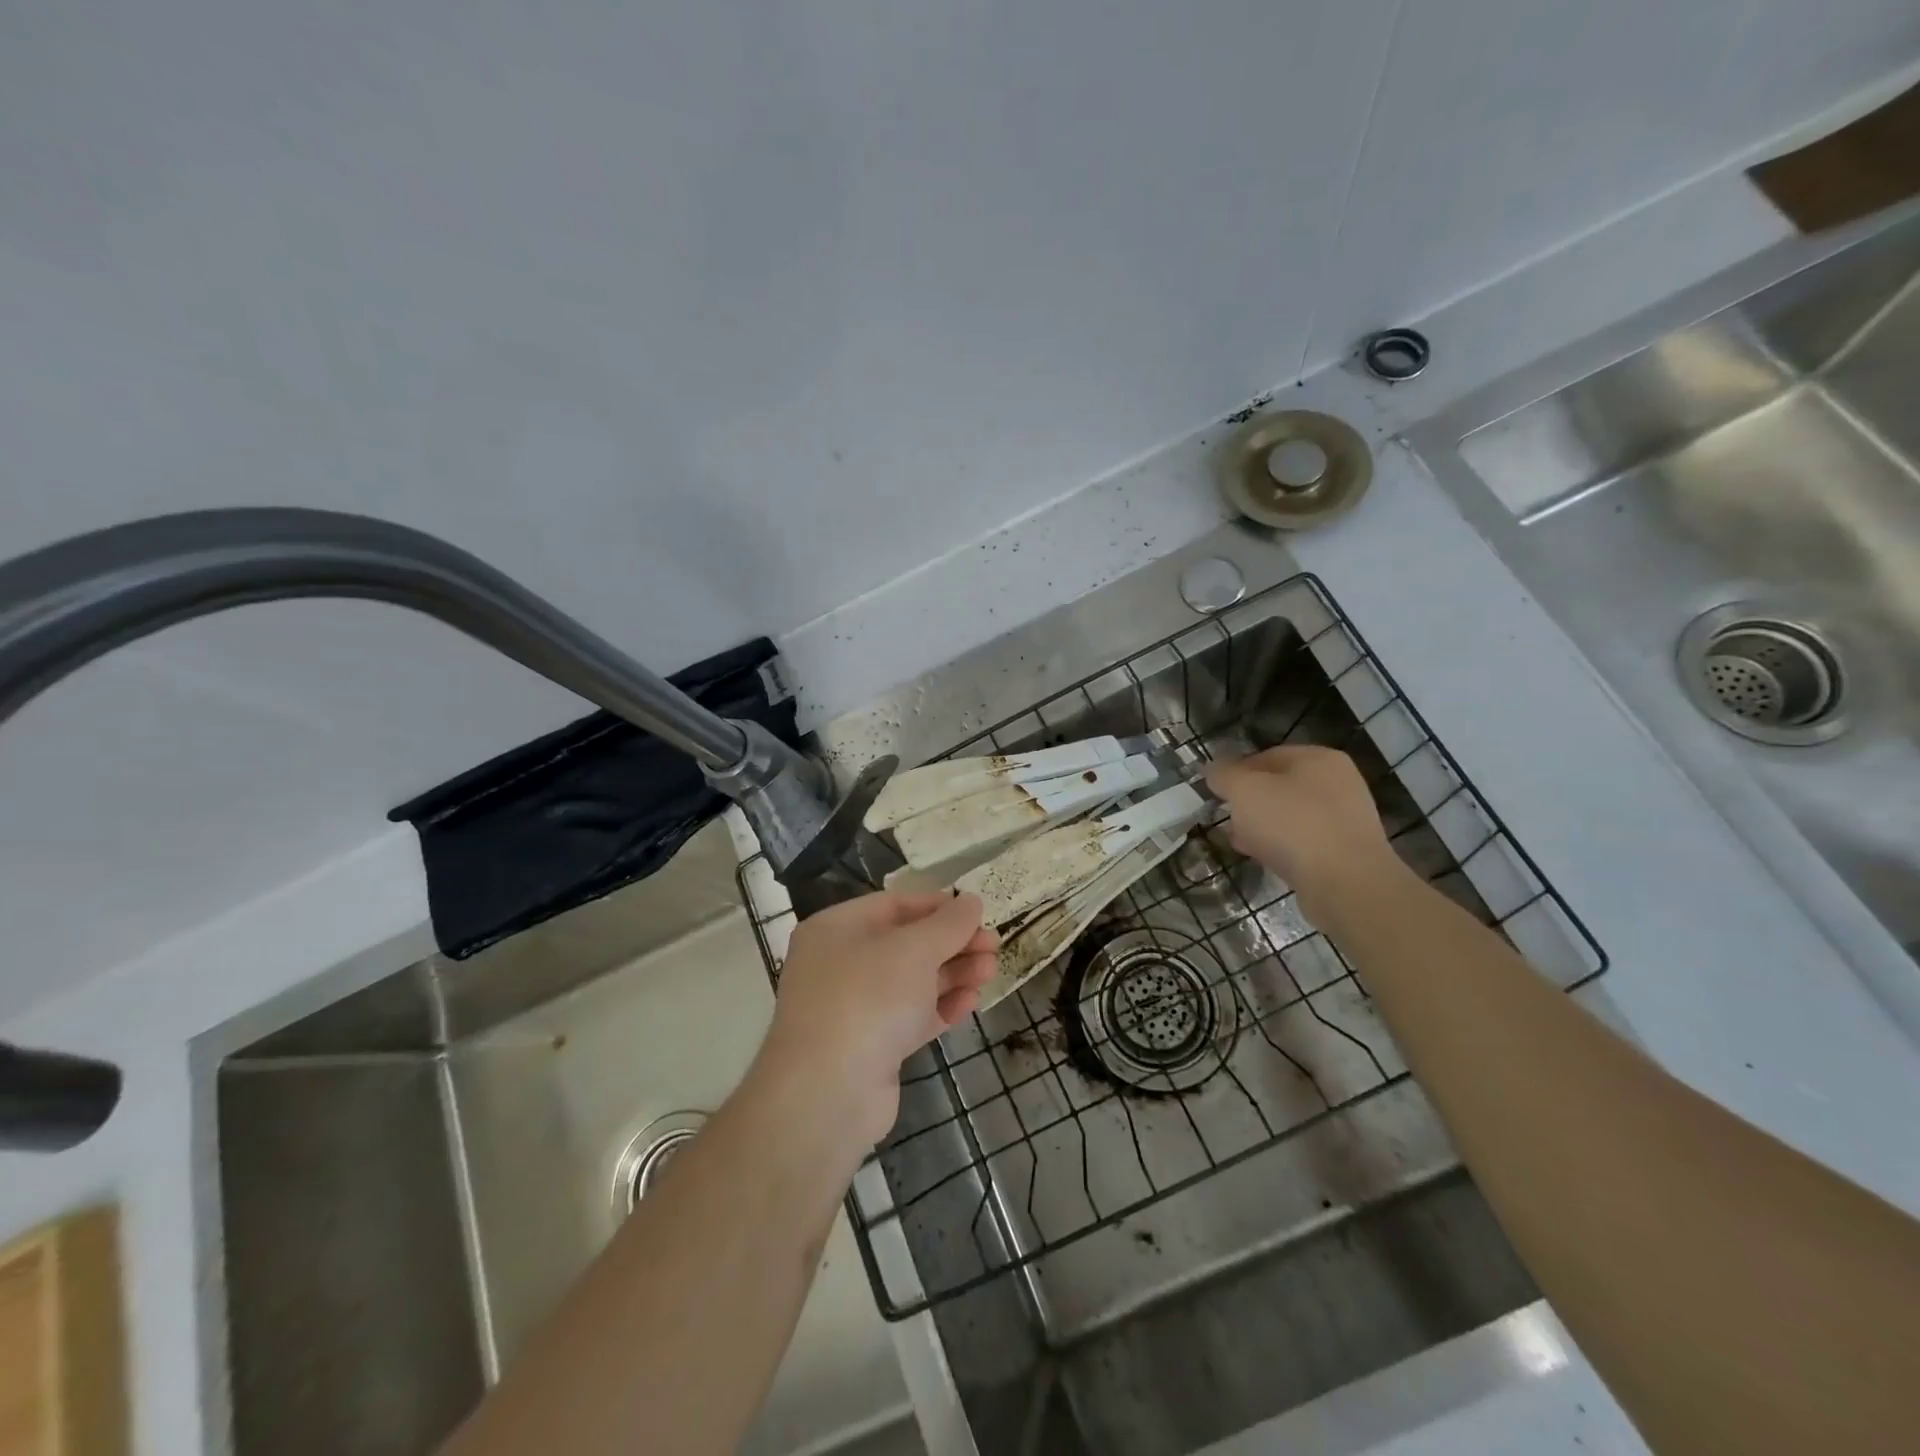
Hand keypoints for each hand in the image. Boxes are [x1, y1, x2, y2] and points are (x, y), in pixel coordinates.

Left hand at [758, 891, 997, 1144]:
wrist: (829, 1093)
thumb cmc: (868, 999)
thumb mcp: (914, 949)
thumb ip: (948, 924)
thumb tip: (971, 902)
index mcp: (836, 929)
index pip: (894, 905)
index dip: (938, 906)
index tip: (977, 912)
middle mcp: (840, 963)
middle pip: (906, 944)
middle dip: (952, 943)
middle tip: (994, 946)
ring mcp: (854, 1007)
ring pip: (911, 981)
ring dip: (953, 974)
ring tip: (991, 972)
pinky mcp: (871, 1046)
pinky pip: (910, 1016)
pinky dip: (940, 1007)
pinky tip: (971, 1004)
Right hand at [1205, 746, 1404, 922]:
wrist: (1346, 884)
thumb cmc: (1292, 825)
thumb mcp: (1244, 790)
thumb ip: (1223, 774)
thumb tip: (1213, 770)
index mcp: (1319, 758)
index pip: (1266, 756)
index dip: (1235, 771)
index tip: (1215, 793)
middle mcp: (1338, 783)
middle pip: (1279, 787)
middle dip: (1248, 803)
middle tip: (1226, 818)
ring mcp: (1345, 819)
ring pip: (1289, 816)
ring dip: (1262, 827)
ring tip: (1239, 841)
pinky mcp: (1344, 853)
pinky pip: (1303, 842)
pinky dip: (1281, 847)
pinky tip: (1263, 858)